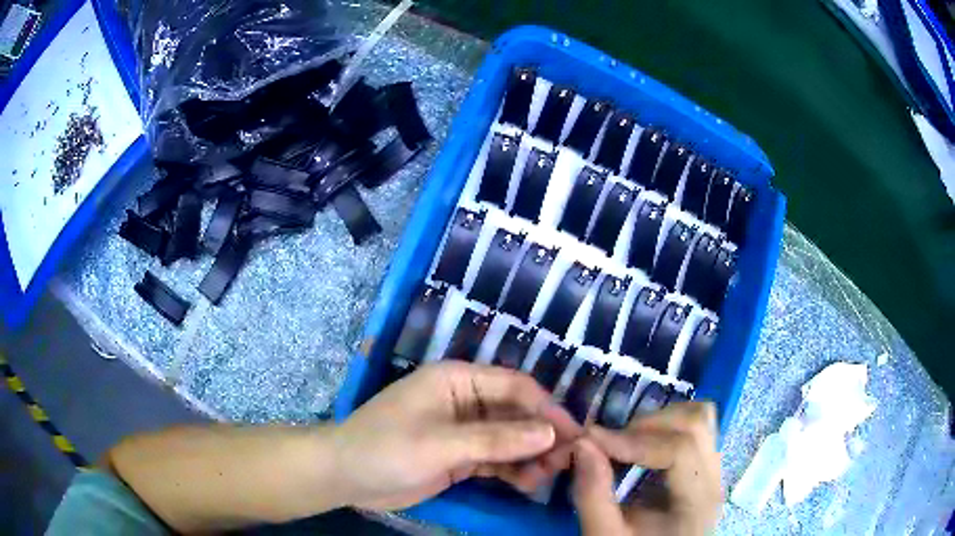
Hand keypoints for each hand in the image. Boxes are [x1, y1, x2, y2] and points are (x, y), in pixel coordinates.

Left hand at [331, 361, 581, 510]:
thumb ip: (496, 439)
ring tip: (550, 476)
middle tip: (567, 461)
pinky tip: (529, 484)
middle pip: (516, 413)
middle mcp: (465, 400)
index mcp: (457, 380)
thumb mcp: (441, 444)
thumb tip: (550, 433)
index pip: (514, 386)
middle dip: (542, 435)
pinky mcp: (460, 456)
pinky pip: (496, 459)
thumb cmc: (386, 449)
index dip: (546, 408)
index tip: (574, 433)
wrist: (345, 476)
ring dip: (531, 455)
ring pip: (509, 438)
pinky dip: (513, 470)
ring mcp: (463, 430)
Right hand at [572, 402, 722, 535]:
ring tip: (625, 442)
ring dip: (658, 421)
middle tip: (608, 444)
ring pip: (699, 418)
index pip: (680, 449)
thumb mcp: (605, 535)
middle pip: (696, 423)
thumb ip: (593, 495)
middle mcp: (714, 477)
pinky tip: (641, 447)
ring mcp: (712, 469)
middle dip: (645, 426)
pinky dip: (665, 427)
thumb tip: (582, 443)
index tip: (591, 441)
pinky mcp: (702, 466)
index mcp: (697, 501)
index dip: (633, 440)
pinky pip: (695, 429)